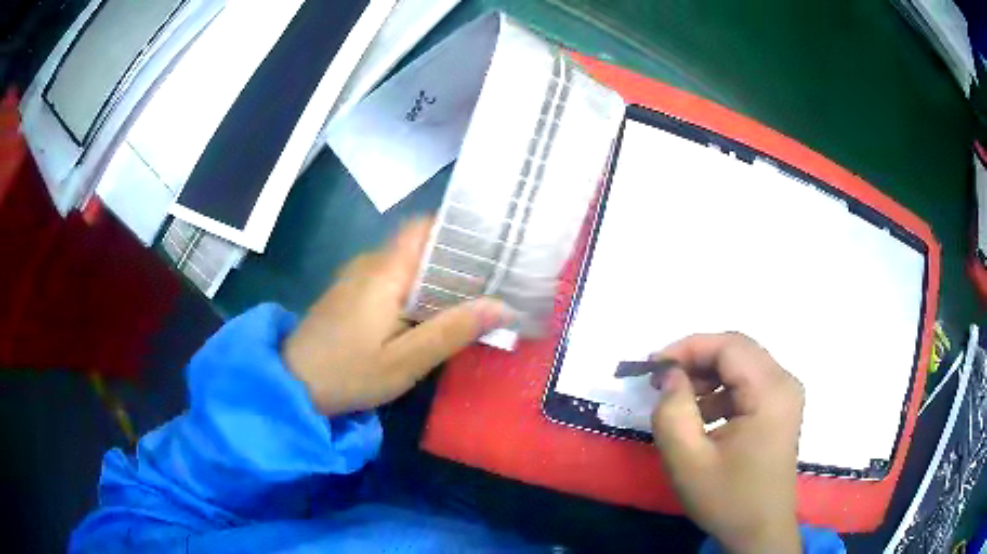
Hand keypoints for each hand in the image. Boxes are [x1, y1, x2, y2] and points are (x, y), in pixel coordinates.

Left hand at [283, 220, 508, 415]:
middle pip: (420, 245)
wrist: (291, 384)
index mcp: (385, 271)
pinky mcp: (352, 295)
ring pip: (408, 264)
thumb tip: (503, 306)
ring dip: (439, 276)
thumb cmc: (348, 373)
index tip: (494, 244)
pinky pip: (393, 280)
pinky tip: (435, 313)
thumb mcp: (406, 361)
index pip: (424, 227)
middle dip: (458, 258)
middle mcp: (370, 263)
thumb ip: (453, 331)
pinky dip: (419, 289)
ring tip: (477, 294)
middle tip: (497, 277)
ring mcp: (357, 278)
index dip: (459, 229)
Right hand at [650, 333, 803, 553]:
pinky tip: (702, 415)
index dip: (688, 348)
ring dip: (707, 374)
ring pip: (742, 364)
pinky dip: (721, 390)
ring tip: (678, 399)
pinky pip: (748, 383)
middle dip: (696, 359)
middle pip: (737, 350)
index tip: (651, 367)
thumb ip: (672, 413)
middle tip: (661, 380)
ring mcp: (785, 395)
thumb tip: (671, 377)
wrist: (759, 530)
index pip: (729, 347)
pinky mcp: (780, 407)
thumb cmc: (727, 499)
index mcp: (770, 392)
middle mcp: (784, 383)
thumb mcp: (687, 461)